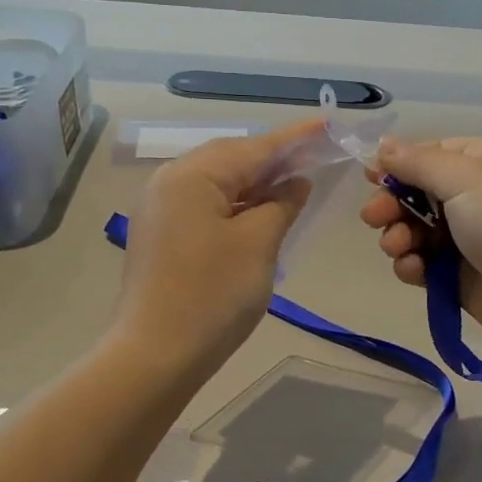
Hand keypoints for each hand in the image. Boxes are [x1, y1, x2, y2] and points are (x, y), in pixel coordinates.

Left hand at [114, 122, 316, 373]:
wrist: (156, 355)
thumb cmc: (213, 295)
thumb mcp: (258, 244)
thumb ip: (281, 204)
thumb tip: (295, 182)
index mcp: (191, 175)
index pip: (253, 148)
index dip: (294, 139)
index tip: (326, 125)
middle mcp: (169, 182)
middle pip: (231, 160)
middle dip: (273, 159)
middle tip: (314, 157)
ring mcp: (161, 210)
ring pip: (218, 184)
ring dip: (256, 184)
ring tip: (294, 184)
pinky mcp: (162, 236)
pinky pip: (206, 206)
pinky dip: (237, 205)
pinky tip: (261, 213)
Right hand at [357, 136, 481, 354]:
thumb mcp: (465, 178)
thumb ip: (417, 162)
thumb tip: (382, 146)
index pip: (434, 153)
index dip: (400, 165)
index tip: (370, 178)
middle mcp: (481, 193)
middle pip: (420, 192)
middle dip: (393, 205)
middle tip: (373, 218)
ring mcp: (471, 236)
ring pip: (417, 229)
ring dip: (399, 236)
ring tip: (398, 247)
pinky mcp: (461, 274)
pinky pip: (425, 262)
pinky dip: (412, 264)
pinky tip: (413, 269)